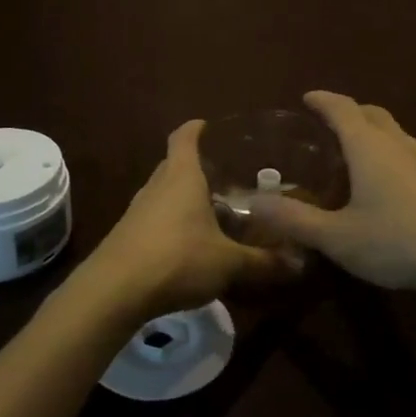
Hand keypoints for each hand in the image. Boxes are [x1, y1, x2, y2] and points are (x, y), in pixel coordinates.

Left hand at [66, 120, 296, 327]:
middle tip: (224, 177)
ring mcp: (137, 210)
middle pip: (174, 165)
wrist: (114, 291)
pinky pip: (154, 219)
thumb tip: (301, 263)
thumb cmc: (177, 259)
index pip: (184, 138)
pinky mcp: (126, 236)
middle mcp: (157, 185)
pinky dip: (171, 223)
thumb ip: (263, 261)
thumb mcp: (228, 263)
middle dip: (196, 168)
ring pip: (163, 193)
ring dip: (183, 198)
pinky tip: (188, 245)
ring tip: (211, 211)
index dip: (196, 129)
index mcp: (182, 176)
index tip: (208, 125)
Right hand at [251, 91, 415, 297]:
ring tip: (353, 153)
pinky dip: (388, 153)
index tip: (306, 98)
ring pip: (392, 132)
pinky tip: (386, 184)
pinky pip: (406, 152)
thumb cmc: (400, 240)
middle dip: (348, 111)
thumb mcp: (338, 236)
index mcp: (367, 146)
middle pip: (370, 113)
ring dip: (371, 132)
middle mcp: (396, 143)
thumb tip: (252, 204)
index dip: (322, 100)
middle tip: (327, 124)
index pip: (340, 108)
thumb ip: (295, 220)